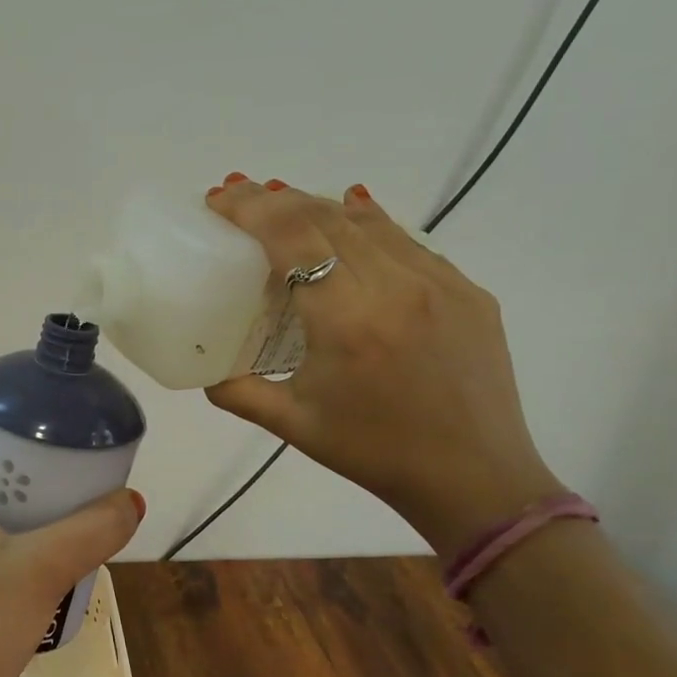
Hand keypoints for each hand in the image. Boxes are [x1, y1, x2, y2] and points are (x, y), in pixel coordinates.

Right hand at [202, 176, 564, 559]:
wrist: (474, 478)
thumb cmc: (373, 452)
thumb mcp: (292, 424)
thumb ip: (236, 392)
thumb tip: (202, 370)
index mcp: (346, 321)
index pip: (293, 236)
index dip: (251, 207)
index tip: (220, 198)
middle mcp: (395, 288)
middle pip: (326, 216)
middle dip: (275, 198)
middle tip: (240, 197)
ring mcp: (440, 284)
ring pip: (369, 221)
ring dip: (318, 207)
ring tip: (284, 208)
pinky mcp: (468, 290)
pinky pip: (407, 242)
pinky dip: (366, 225)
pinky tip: (348, 221)